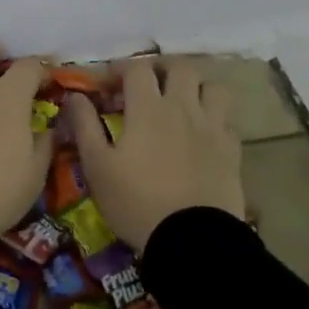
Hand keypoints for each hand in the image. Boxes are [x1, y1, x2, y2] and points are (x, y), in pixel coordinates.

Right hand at [65, 60, 244, 250]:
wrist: (192, 240)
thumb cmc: (136, 202)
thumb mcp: (97, 167)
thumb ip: (85, 126)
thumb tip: (75, 96)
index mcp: (148, 108)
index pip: (137, 69)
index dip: (121, 69)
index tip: (108, 84)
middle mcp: (183, 108)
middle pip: (180, 67)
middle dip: (162, 68)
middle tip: (149, 84)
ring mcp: (212, 128)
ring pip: (213, 88)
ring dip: (197, 88)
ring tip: (183, 103)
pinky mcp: (232, 151)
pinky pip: (227, 122)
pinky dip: (215, 121)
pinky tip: (203, 137)